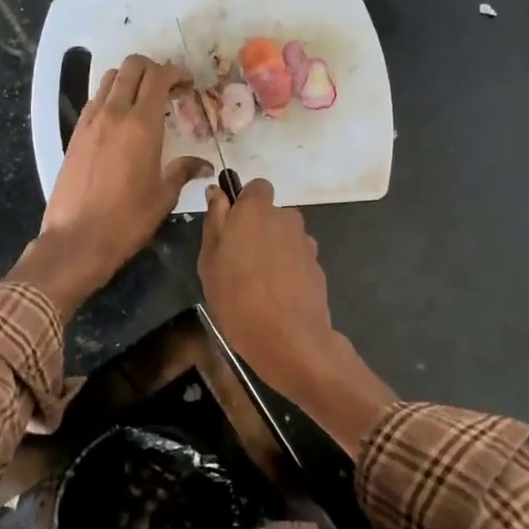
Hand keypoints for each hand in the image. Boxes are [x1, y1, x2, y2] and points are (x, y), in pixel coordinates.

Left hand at [12, 55, 209, 318]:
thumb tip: (205, 166)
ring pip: (110, 79)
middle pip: (131, 67)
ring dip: (130, 79)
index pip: (158, 77)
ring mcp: (90, 122)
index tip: (188, 84)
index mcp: (141, 125)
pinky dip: (112, 97)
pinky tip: (122, 120)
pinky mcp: (75, 134)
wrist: (76, 240)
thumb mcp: (163, 196)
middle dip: (153, 68)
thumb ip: (183, 171)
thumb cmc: (127, 220)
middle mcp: (113, 114)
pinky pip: (95, 100)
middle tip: (168, 87)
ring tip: (145, 100)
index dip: (176, 73)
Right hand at [199, 179, 396, 456]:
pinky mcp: (318, 268)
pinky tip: (277, 298)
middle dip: (258, 229)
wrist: (290, 341)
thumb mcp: (210, 261)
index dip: (245, 202)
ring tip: (258, 284)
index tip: (231, 226)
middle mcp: (286, 218)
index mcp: (257, 210)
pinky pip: (297, 260)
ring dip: (274, 250)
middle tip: (238, 261)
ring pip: (285, 237)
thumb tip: (218, 192)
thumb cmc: (237, 299)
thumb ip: (215, 221)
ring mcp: (306, 244)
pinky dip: (288, 271)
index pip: (257, 187)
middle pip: (272, 214)